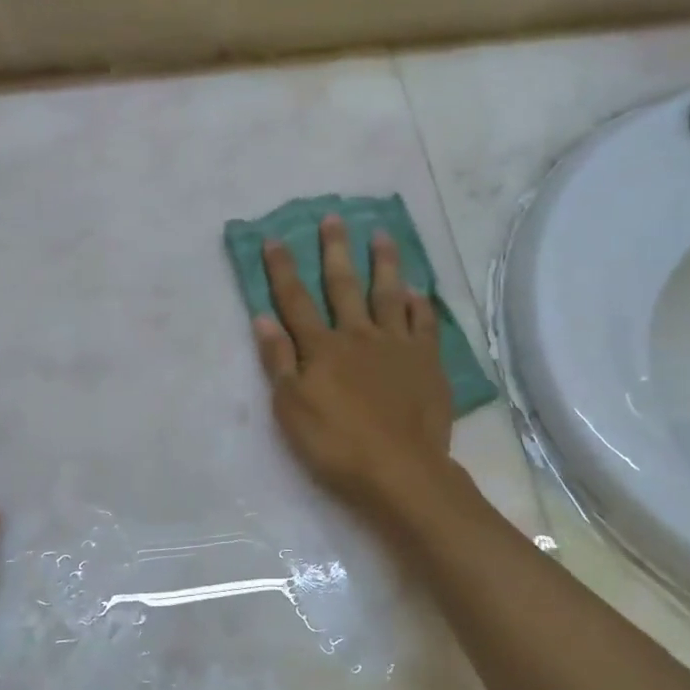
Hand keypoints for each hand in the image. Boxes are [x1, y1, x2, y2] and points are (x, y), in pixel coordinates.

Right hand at [253, 215, 454, 515]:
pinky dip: (419, 304)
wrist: (401, 471)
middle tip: (334, 218)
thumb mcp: (291, 408)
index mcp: (322, 347)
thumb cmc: (337, 445)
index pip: (295, 300)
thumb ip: (278, 361)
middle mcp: (358, 335)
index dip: (282, 269)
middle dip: (335, 250)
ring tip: (382, 234)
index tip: (274, 238)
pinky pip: (424, 323)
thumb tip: (262, 318)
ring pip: (388, 294)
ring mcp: (397, 346)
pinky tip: (417, 291)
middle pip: (344, 285)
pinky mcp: (426, 362)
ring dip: (384, 263)